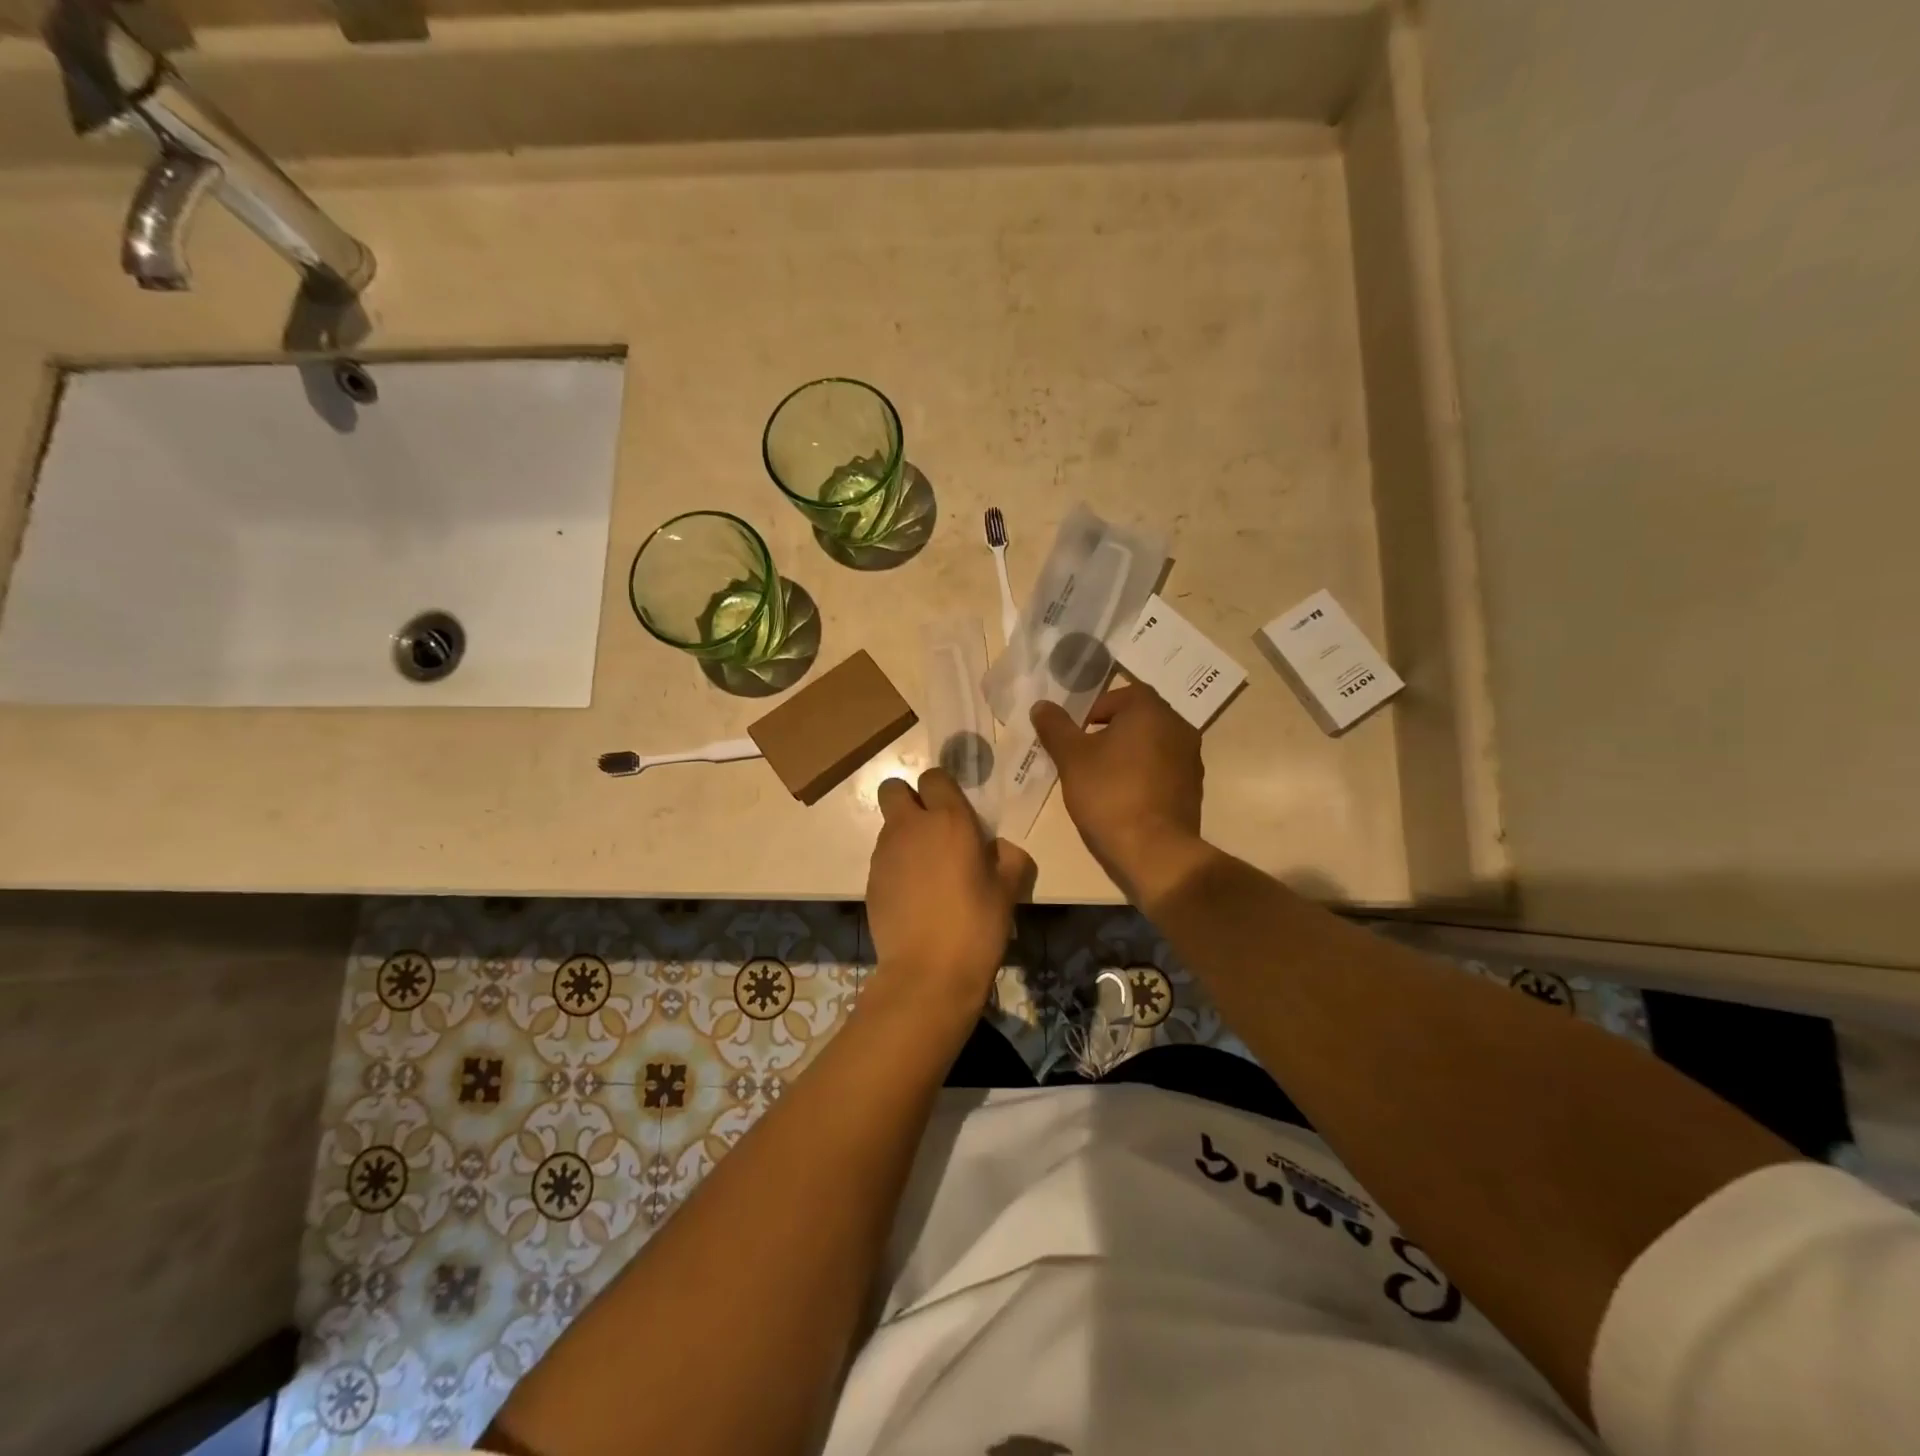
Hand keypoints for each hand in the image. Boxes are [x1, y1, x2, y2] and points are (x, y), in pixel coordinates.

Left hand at [866, 767, 1034, 1011]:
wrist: (929, 972)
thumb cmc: (976, 925)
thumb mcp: (1008, 890)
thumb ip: (1009, 858)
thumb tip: (999, 848)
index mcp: (950, 820)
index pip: (934, 777)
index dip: (942, 789)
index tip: (955, 812)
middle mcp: (911, 826)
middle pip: (893, 788)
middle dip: (908, 799)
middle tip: (930, 828)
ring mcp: (885, 852)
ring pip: (888, 825)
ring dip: (904, 836)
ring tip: (926, 872)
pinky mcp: (870, 879)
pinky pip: (883, 857)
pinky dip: (896, 865)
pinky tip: (913, 896)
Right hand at [1030, 684, 1209, 905]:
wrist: (1154, 851)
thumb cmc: (1109, 794)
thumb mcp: (1071, 758)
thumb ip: (1055, 727)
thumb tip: (1042, 705)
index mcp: (1150, 710)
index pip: (1117, 695)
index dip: (1091, 713)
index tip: (1076, 738)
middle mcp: (1178, 725)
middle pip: (1136, 718)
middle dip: (1109, 733)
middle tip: (1085, 758)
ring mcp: (1191, 757)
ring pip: (1151, 744)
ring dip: (1128, 753)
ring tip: (1103, 780)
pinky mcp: (1193, 787)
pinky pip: (1163, 769)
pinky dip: (1144, 774)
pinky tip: (1125, 798)